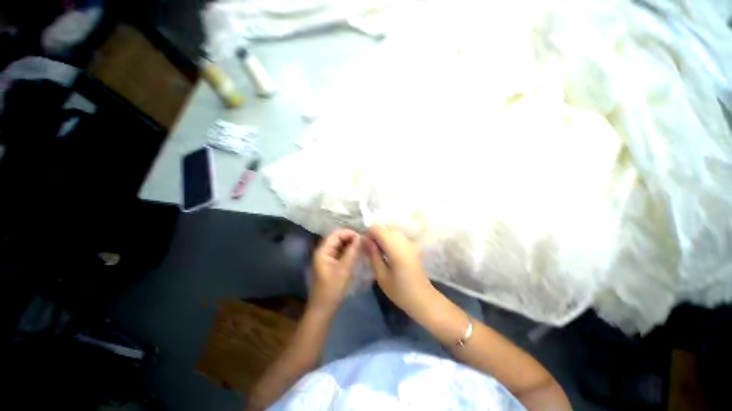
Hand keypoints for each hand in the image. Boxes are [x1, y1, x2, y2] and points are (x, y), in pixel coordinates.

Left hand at [310, 229, 360, 313]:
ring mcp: (328, 258)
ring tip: (363, 247)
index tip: (361, 237)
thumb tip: (360, 237)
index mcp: (323, 251)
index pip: (336, 234)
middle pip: (338, 239)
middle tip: (364, 242)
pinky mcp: (332, 264)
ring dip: (351, 245)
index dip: (348, 233)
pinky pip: (341, 253)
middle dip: (350, 238)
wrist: (324, 308)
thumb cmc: (332, 288)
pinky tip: (358, 254)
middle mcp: (324, 252)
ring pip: (340, 246)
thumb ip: (352, 251)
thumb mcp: (344, 269)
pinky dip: (349, 251)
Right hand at [365, 225, 433, 315]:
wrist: (423, 298)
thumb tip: (366, 240)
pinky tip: (388, 252)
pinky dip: (389, 239)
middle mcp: (404, 240)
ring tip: (378, 251)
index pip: (378, 229)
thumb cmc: (400, 291)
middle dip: (375, 234)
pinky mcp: (412, 245)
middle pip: (385, 227)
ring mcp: (410, 242)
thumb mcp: (381, 276)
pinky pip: (397, 235)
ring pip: (391, 230)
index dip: (369, 234)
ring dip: (382, 236)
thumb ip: (373, 255)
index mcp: (396, 248)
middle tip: (370, 249)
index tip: (365, 246)